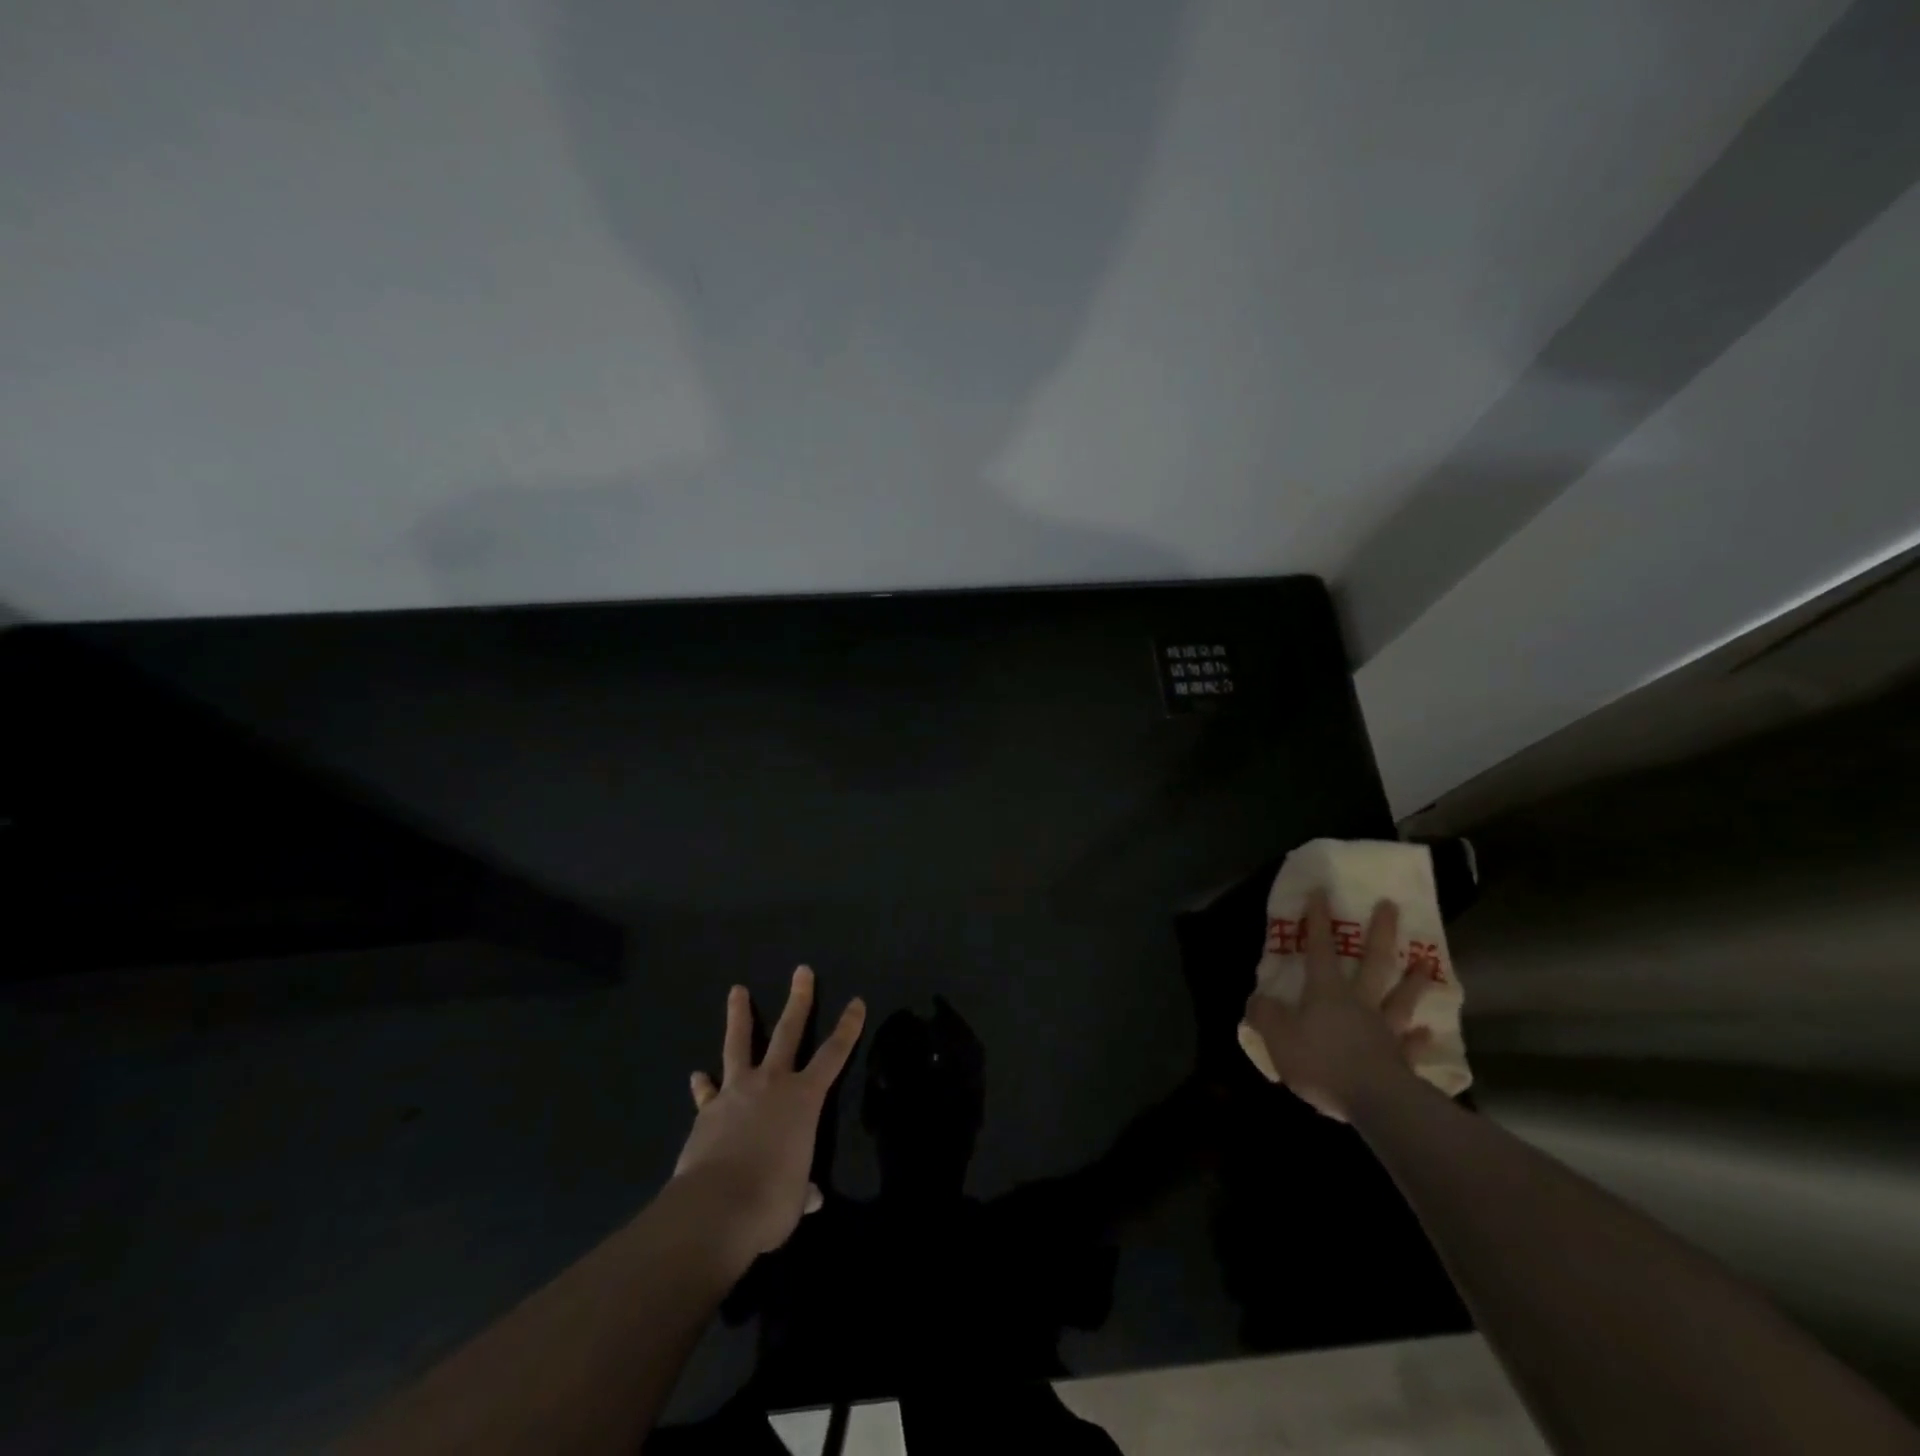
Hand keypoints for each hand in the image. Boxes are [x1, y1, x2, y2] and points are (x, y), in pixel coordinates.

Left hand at [675, 967, 864, 1260]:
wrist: (714, 1209)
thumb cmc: (770, 1201)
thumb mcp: (795, 1199)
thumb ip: (802, 1188)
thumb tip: (809, 1196)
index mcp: (803, 1099)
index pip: (833, 1055)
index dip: (847, 1028)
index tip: (856, 1002)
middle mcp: (772, 1084)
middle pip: (789, 1032)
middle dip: (799, 1000)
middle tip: (801, 971)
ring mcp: (736, 1092)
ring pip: (739, 1045)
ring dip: (739, 1016)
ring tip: (737, 991)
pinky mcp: (707, 1111)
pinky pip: (707, 1093)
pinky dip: (703, 1086)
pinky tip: (697, 1077)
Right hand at [1242, 890, 1429, 1120]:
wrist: (1376, 1103)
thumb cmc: (1322, 1062)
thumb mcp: (1277, 1037)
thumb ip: (1265, 1014)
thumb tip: (1256, 1000)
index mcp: (1327, 993)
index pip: (1320, 949)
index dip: (1318, 920)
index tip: (1322, 891)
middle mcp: (1360, 1004)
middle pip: (1373, 962)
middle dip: (1380, 932)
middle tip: (1391, 906)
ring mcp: (1385, 1031)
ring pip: (1400, 999)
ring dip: (1413, 982)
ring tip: (1424, 964)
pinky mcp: (1402, 1061)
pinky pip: (1411, 1045)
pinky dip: (1419, 1038)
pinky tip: (1428, 1032)